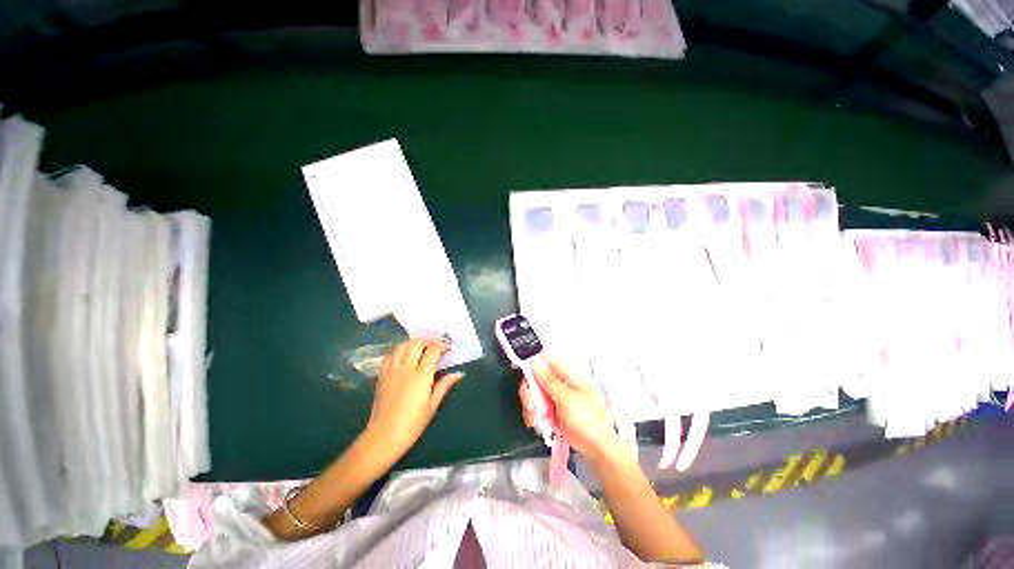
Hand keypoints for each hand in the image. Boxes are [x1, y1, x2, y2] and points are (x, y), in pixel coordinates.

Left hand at [367, 338, 464, 460]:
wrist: (383, 437)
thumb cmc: (412, 425)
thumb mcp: (432, 406)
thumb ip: (444, 386)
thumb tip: (459, 373)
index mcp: (420, 377)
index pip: (432, 351)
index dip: (442, 345)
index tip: (448, 348)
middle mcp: (406, 369)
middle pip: (417, 343)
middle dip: (429, 340)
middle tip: (437, 345)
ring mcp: (392, 371)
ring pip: (402, 346)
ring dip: (413, 342)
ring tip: (422, 347)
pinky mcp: (382, 376)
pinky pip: (390, 355)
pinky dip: (400, 350)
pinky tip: (404, 355)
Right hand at [518, 357, 625, 465]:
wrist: (597, 447)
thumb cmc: (589, 420)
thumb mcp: (567, 399)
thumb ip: (549, 380)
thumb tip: (535, 361)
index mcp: (567, 373)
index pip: (545, 360)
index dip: (532, 365)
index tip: (525, 379)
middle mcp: (560, 382)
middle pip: (535, 377)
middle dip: (530, 392)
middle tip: (532, 405)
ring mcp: (556, 396)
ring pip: (534, 393)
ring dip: (532, 406)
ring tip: (538, 419)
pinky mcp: (552, 409)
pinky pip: (537, 406)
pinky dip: (535, 415)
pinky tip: (540, 424)